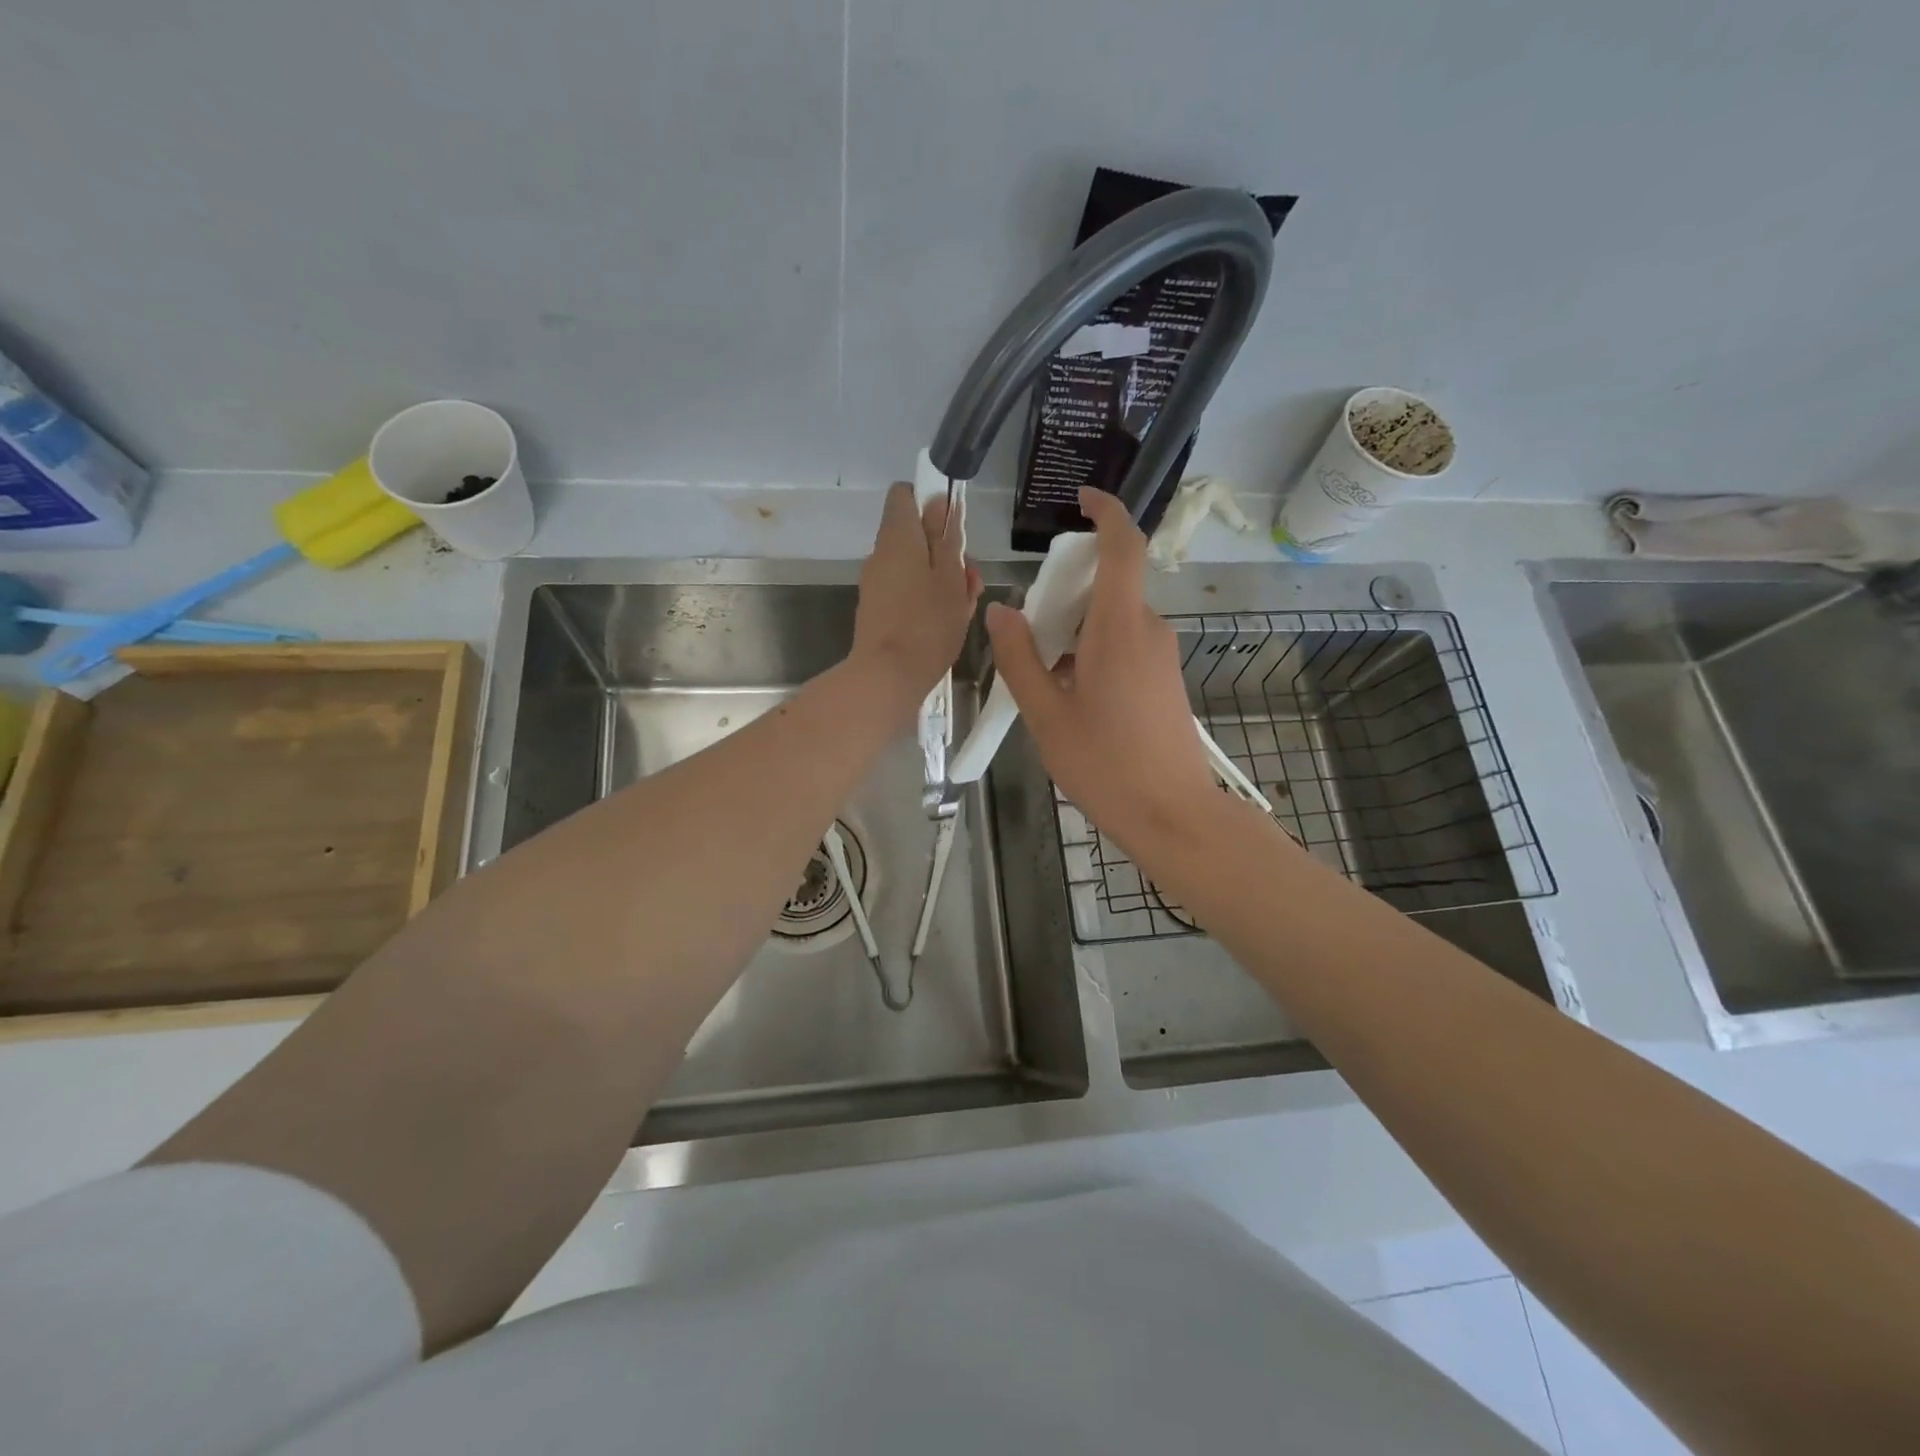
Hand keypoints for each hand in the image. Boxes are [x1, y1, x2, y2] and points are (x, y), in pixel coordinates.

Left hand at [850, 482, 980, 724]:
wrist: (887, 677)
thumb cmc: (927, 624)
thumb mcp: (950, 577)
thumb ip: (947, 538)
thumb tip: (939, 503)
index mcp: (898, 536)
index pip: (905, 495)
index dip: (930, 502)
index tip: (954, 525)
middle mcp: (881, 554)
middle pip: (915, 535)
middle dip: (945, 550)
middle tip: (970, 581)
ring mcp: (877, 583)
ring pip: (915, 567)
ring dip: (942, 579)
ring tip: (965, 607)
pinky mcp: (878, 610)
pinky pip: (907, 591)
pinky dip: (928, 599)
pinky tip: (949, 623)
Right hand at [984, 488, 1219, 846]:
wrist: (1173, 815)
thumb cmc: (1105, 766)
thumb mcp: (1046, 715)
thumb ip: (1020, 658)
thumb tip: (1001, 610)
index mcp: (1120, 628)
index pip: (1123, 546)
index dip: (1105, 512)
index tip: (1080, 500)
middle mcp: (1148, 630)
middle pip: (1109, 583)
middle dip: (1067, 590)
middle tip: (1030, 628)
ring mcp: (1162, 654)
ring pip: (1115, 617)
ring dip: (1077, 626)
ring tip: (1044, 674)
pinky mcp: (1166, 678)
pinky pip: (1127, 643)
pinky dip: (1095, 648)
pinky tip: (1072, 695)